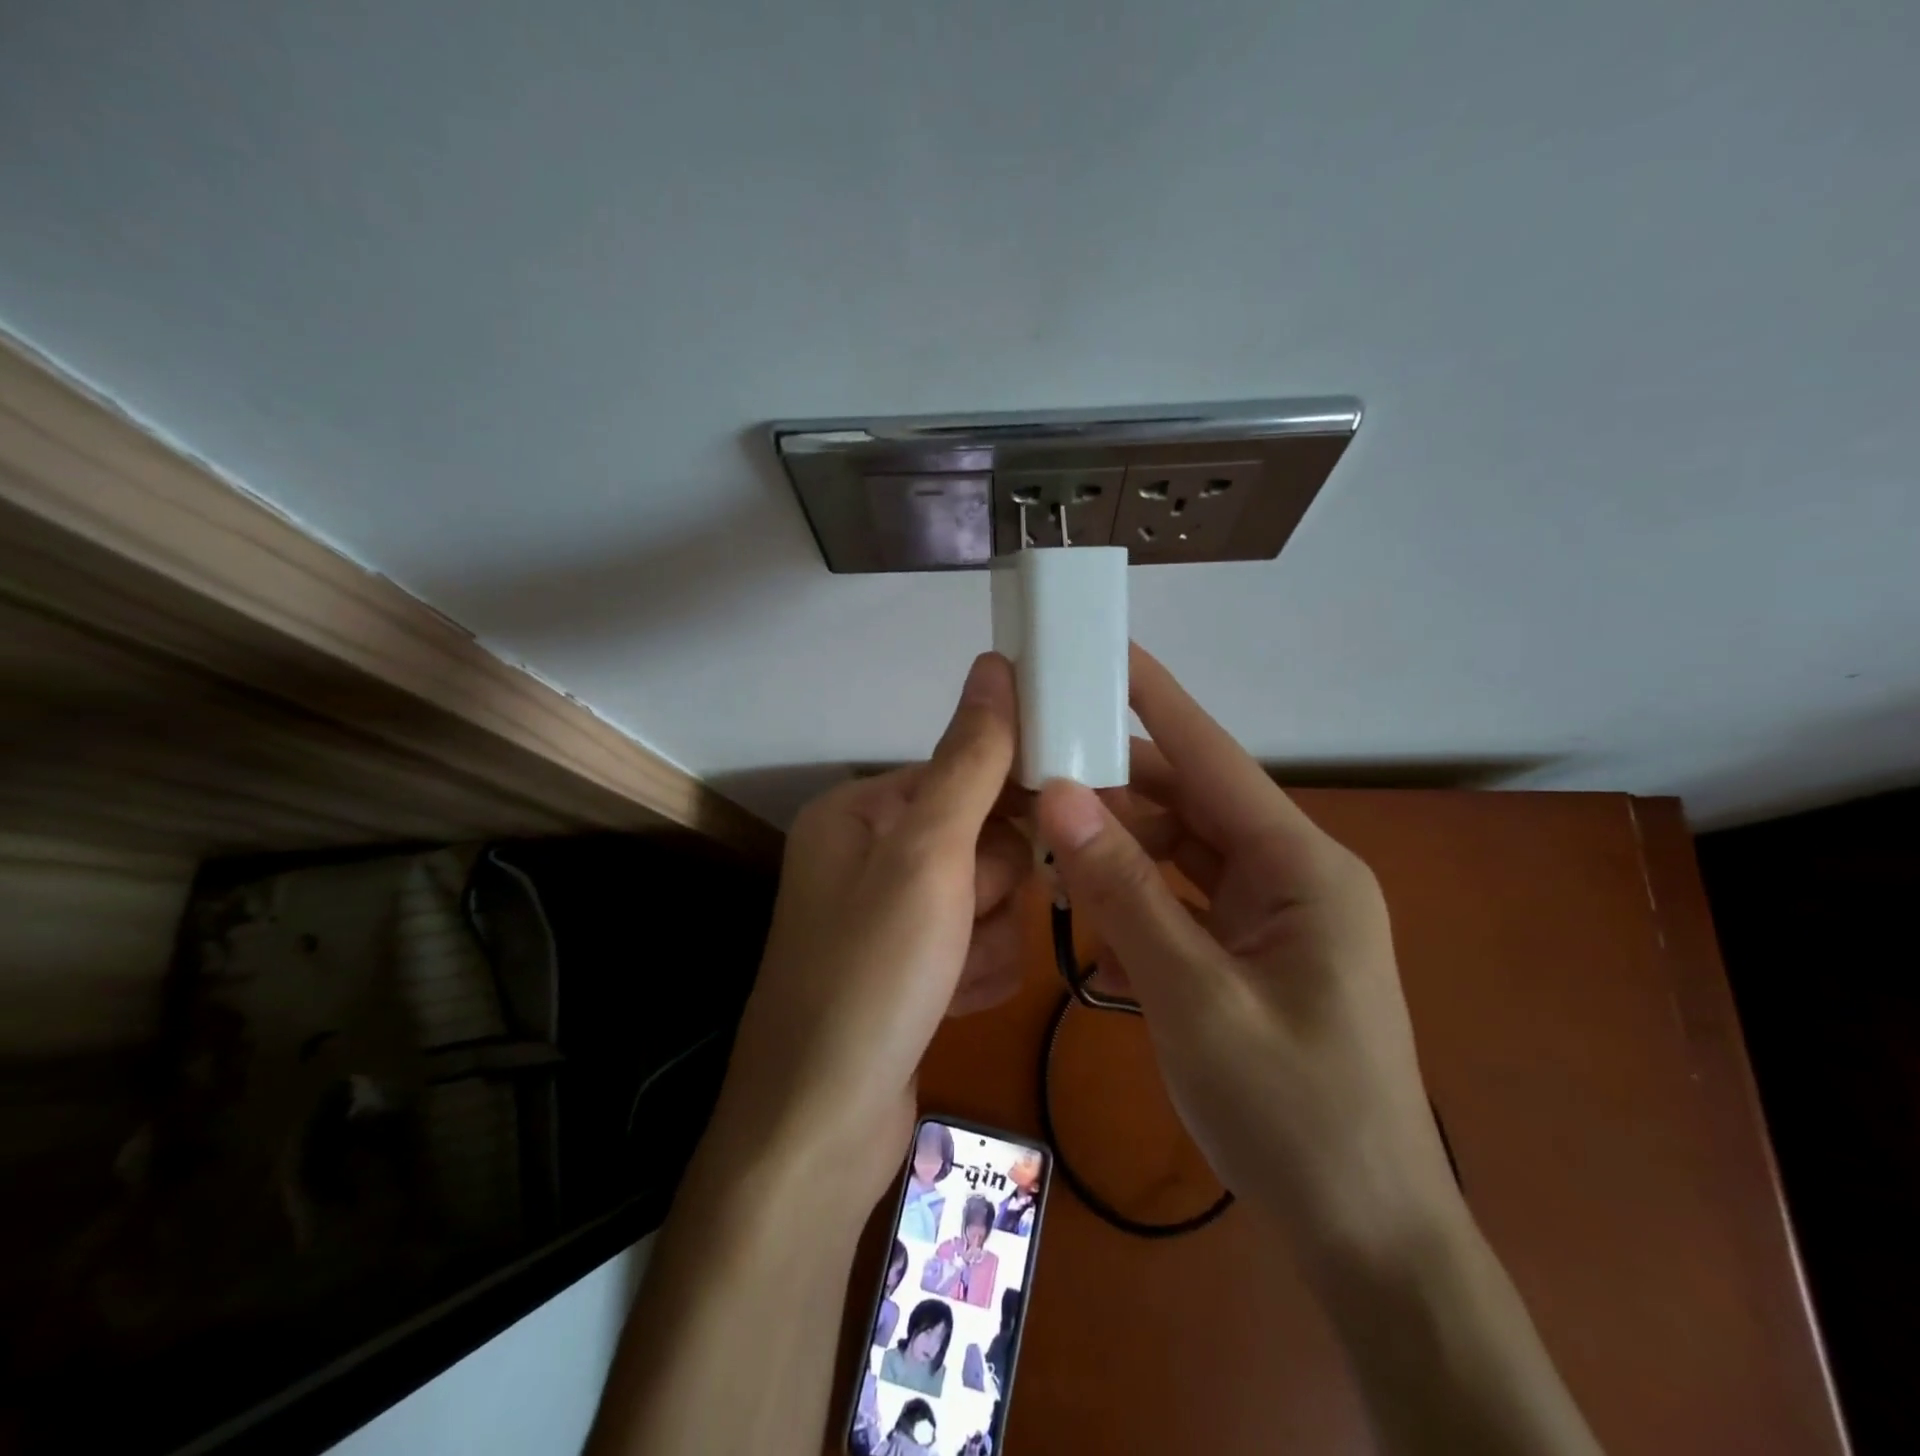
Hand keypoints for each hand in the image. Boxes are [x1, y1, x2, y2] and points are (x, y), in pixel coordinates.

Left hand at [709, 653, 1026, 1208]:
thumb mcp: (928, 856)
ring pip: (987, 898)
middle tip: (963, 924)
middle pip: (981, 840)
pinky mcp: (909, 971)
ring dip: (986, 938)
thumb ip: (971, 760)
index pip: (962, 773)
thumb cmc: (871, 977)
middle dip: (989, 888)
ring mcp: (889, 918)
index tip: (1054, 830)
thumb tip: (997, 663)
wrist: (820, 1134)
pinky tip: (950, 1004)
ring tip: (950, 977)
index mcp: (860, 812)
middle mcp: (869, 856)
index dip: (1006, 805)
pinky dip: (976, 974)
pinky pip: (975, 946)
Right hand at [1034, 645, 1460, 1260]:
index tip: (1104, 652)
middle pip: (1191, 804)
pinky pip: (1188, 902)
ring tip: (1050, 843)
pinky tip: (1094, 914)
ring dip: (1122, 850)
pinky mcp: (1259, 954)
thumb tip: (1060, 796)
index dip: (1156, 701)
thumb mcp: (1194, 997)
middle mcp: (1293, 875)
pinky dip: (1141, 900)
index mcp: (1302, 867)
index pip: (1213, 757)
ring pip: (1184, 854)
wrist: (1367, 1239)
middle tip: (1039, 769)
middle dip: (1118, 787)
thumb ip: (1125, 892)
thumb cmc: (1294, 1116)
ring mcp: (1277, 917)